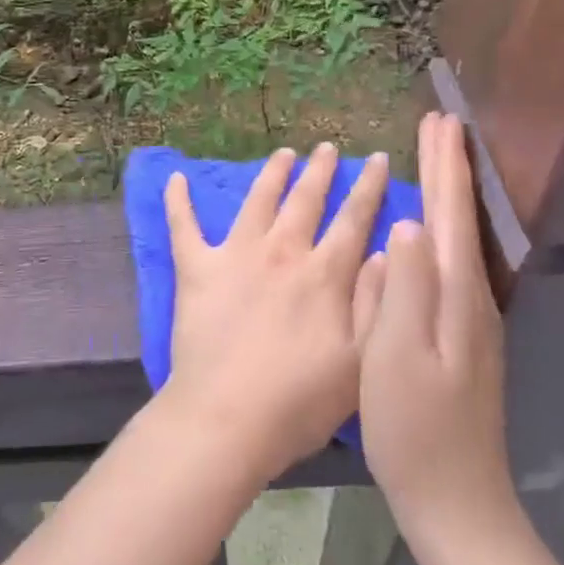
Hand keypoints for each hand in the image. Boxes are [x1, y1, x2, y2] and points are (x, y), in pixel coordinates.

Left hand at [161, 143, 389, 484]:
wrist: (228, 417)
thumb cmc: (300, 400)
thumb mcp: (363, 361)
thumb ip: (378, 302)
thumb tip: (388, 250)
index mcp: (324, 275)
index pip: (354, 220)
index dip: (369, 188)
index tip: (379, 159)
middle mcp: (282, 252)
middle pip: (306, 200)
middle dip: (320, 171)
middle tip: (328, 147)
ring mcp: (235, 255)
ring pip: (258, 200)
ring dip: (272, 173)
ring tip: (283, 153)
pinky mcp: (196, 269)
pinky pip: (184, 227)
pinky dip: (178, 202)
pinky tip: (175, 178)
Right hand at [360, 113, 521, 550]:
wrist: (455, 501)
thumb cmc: (414, 427)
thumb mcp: (396, 354)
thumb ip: (403, 287)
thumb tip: (409, 223)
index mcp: (453, 295)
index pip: (450, 212)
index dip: (444, 165)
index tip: (440, 121)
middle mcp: (470, 297)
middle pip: (460, 218)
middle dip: (451, 169)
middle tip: (441, 125)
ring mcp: (470, 319)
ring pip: (458, 238)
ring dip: (449, 194)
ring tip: (437, 162)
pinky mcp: (462, 337)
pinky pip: (450, 262)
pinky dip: (443, 228)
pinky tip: (429, 231)